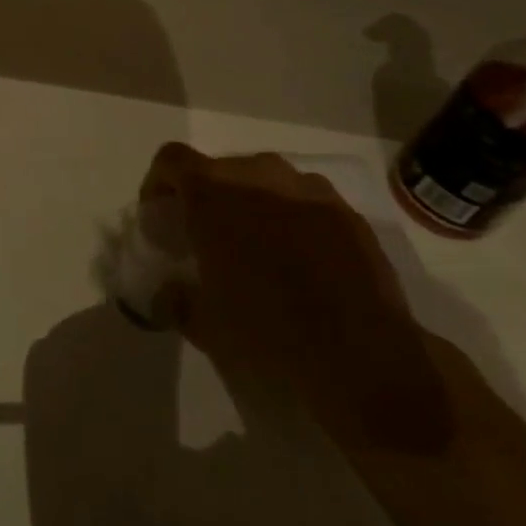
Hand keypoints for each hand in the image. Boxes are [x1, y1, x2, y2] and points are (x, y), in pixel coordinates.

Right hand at [140, 144, 454, 450]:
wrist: (367, 365)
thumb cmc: (268, 337)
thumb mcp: (203, 325)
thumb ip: (176, 297)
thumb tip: (169, 290)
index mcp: (215, 195)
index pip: (172, 161)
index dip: (158, 183)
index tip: (159, 216)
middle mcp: (261, 177)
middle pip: (219, 168)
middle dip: (206, 196)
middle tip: (205, 237)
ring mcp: (311, 192)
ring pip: (265, 180)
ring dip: (250, 203)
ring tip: (254, 248)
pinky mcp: (349, 215)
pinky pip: (305, 202)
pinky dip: (291, 219)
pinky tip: (298, 263)